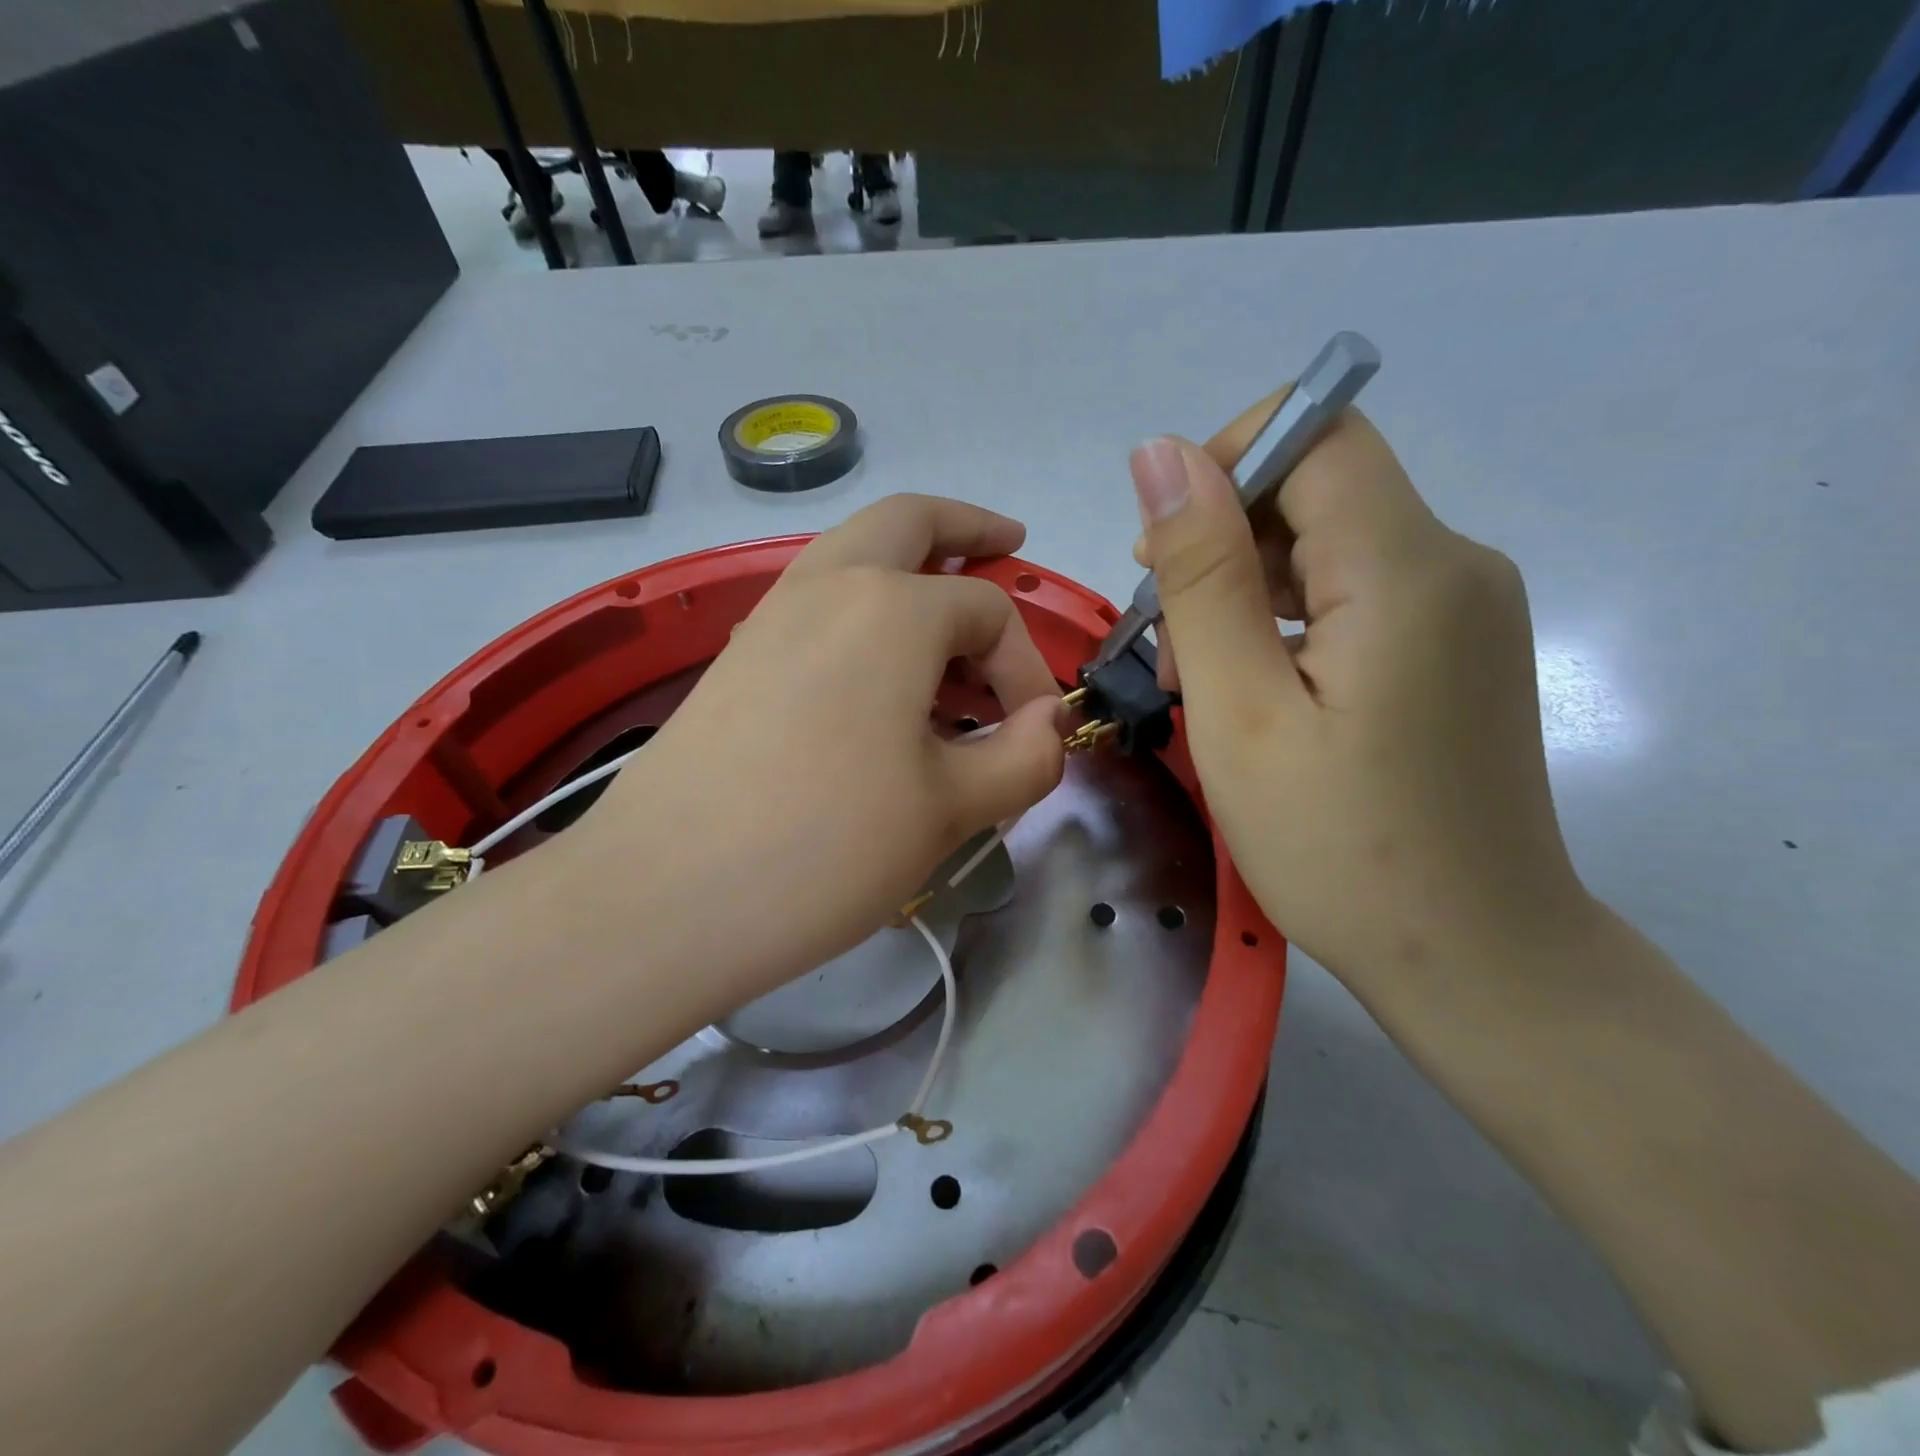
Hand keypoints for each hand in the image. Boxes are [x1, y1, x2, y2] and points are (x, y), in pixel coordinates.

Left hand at [577, 494, 1066, 1002]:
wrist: (664, 897)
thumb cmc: (827, 847)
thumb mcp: (950, 810)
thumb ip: (1023, 758)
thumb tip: (1048, 726)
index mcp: (892, 607)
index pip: (989, 613)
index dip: (1027, 668)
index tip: (1034, 734)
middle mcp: (827, 585)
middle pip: (908, 521)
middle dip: (966, 527)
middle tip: (1007, 543)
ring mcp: (769, 615)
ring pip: (852, 553)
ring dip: (908, 565)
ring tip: (949, 622)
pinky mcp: (736, 656)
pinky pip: (815, 601)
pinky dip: (862, 606)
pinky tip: (879, 671)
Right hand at [1131, 401, 1593, 998]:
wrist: (1475, 958)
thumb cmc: (1339, 847)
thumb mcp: (1240, 710)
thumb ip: (1203, 575)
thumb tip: (1161, 454)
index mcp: (1407, 569)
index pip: (1316, 432)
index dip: (1224, 467)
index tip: (1163, 556)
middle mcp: (1456, 565)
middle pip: (1319, 488)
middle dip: (1225, 544)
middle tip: (1168, 646)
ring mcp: (1465, 608)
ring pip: (1330, 543)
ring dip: (1248, 588)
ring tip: (1203, 680)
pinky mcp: (1456, 647)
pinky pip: (1356, 591)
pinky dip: (1288, 619)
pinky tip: (1258, 691)